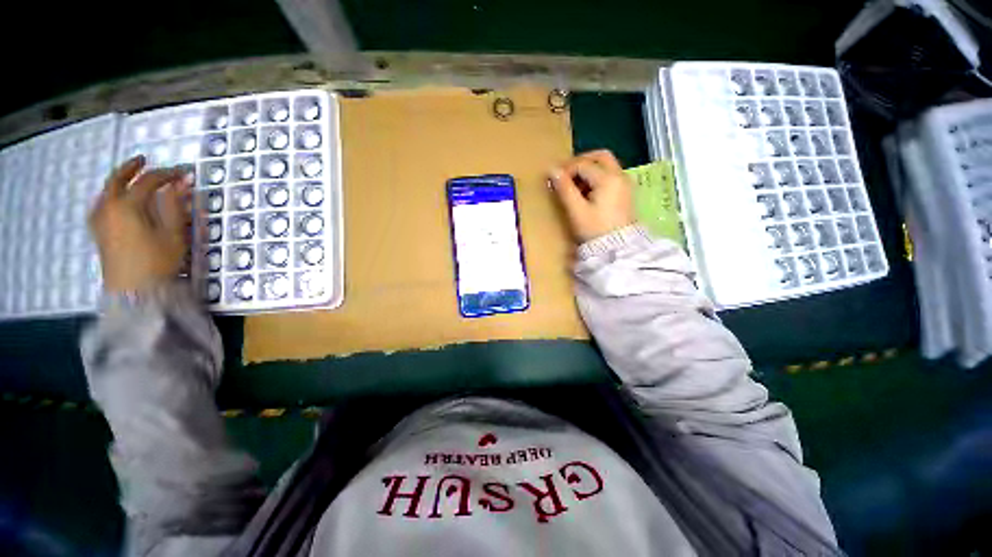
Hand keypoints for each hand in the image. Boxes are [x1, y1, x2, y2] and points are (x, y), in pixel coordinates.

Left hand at [88, 156, 193, 292]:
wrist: (134, 290)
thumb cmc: (157, 261)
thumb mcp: (174, 234)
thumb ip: (176, 206)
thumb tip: (183, 183)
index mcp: (128, 205)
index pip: (149, 181)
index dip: (168, 174)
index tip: (185, 173)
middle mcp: (109, 207)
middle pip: (118, 179)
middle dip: (132, 168)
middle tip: (145, 161)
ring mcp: (100, 220)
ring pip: (106, 191)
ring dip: (119, 181)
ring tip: (130, 178)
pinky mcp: (99, 232)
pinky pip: (101, 205)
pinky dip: (110, 195)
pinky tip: (115, 200)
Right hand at [548, 149, 635, 242]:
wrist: (618, 249)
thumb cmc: (595, 230)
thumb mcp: (577, 211)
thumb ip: (564, 189)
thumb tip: (552, 170)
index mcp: (608, 179)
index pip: (583, 164)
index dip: (566, 170)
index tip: (553, 180)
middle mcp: (619, 176)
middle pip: (600, 157)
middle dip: (581, 162)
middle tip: (566, 175)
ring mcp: (625, 183)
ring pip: (606, 165)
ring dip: (589, 169)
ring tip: (574, 186)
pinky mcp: (625, 192)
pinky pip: (610, 175)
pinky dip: (597, 177)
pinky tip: (587, 192)